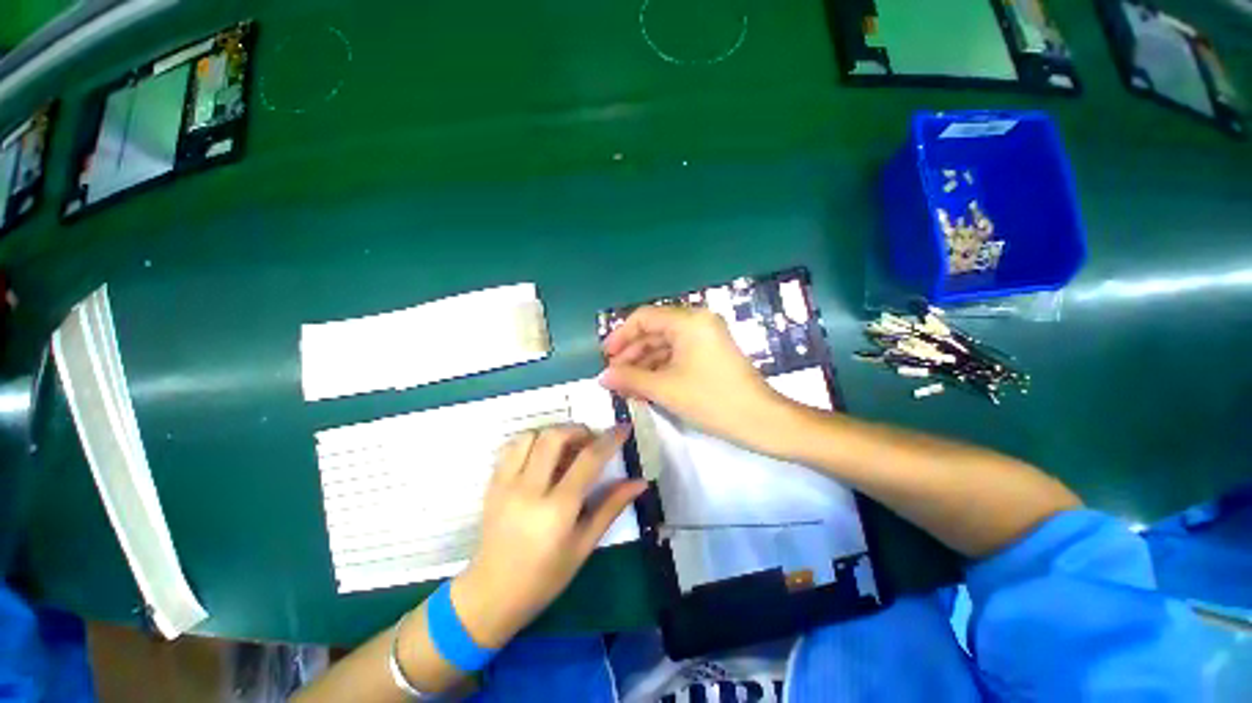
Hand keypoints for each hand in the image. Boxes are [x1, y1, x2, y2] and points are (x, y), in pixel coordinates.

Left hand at [450, 425, 645, 648]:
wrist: (492, 594)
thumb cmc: (545, 577)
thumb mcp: (584, 545)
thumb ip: (611, 507)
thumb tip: (640, 482)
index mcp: (557, 509)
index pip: (588, 460)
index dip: (609, 439)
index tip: (623, 428)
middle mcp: (530, 490)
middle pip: (555, 437)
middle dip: (579, 430)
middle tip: (591, 440)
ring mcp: (506, 485)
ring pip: (530, 436)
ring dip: (553, 433)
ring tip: (566, 446)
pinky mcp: (492, 484)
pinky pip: (511, 447)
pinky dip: (530, 441)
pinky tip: (541, 454)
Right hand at [599, 306, 794, 454]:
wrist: (762, 421)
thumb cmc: (712, 400)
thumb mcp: (665, 389)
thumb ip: (629, 378)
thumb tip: (601, 377)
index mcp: (688, 321)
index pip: (644, 317)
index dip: (621, 335)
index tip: (606, 356)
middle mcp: (698, 321)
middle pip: (654, 330)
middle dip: (632, 353)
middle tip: (614, 375)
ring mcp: (706, 337)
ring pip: (665, 344)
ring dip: (644, 363)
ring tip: (627, 385)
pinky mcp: (711, 353)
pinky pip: (678, 355)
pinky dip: (661, 368)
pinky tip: (646, 386)